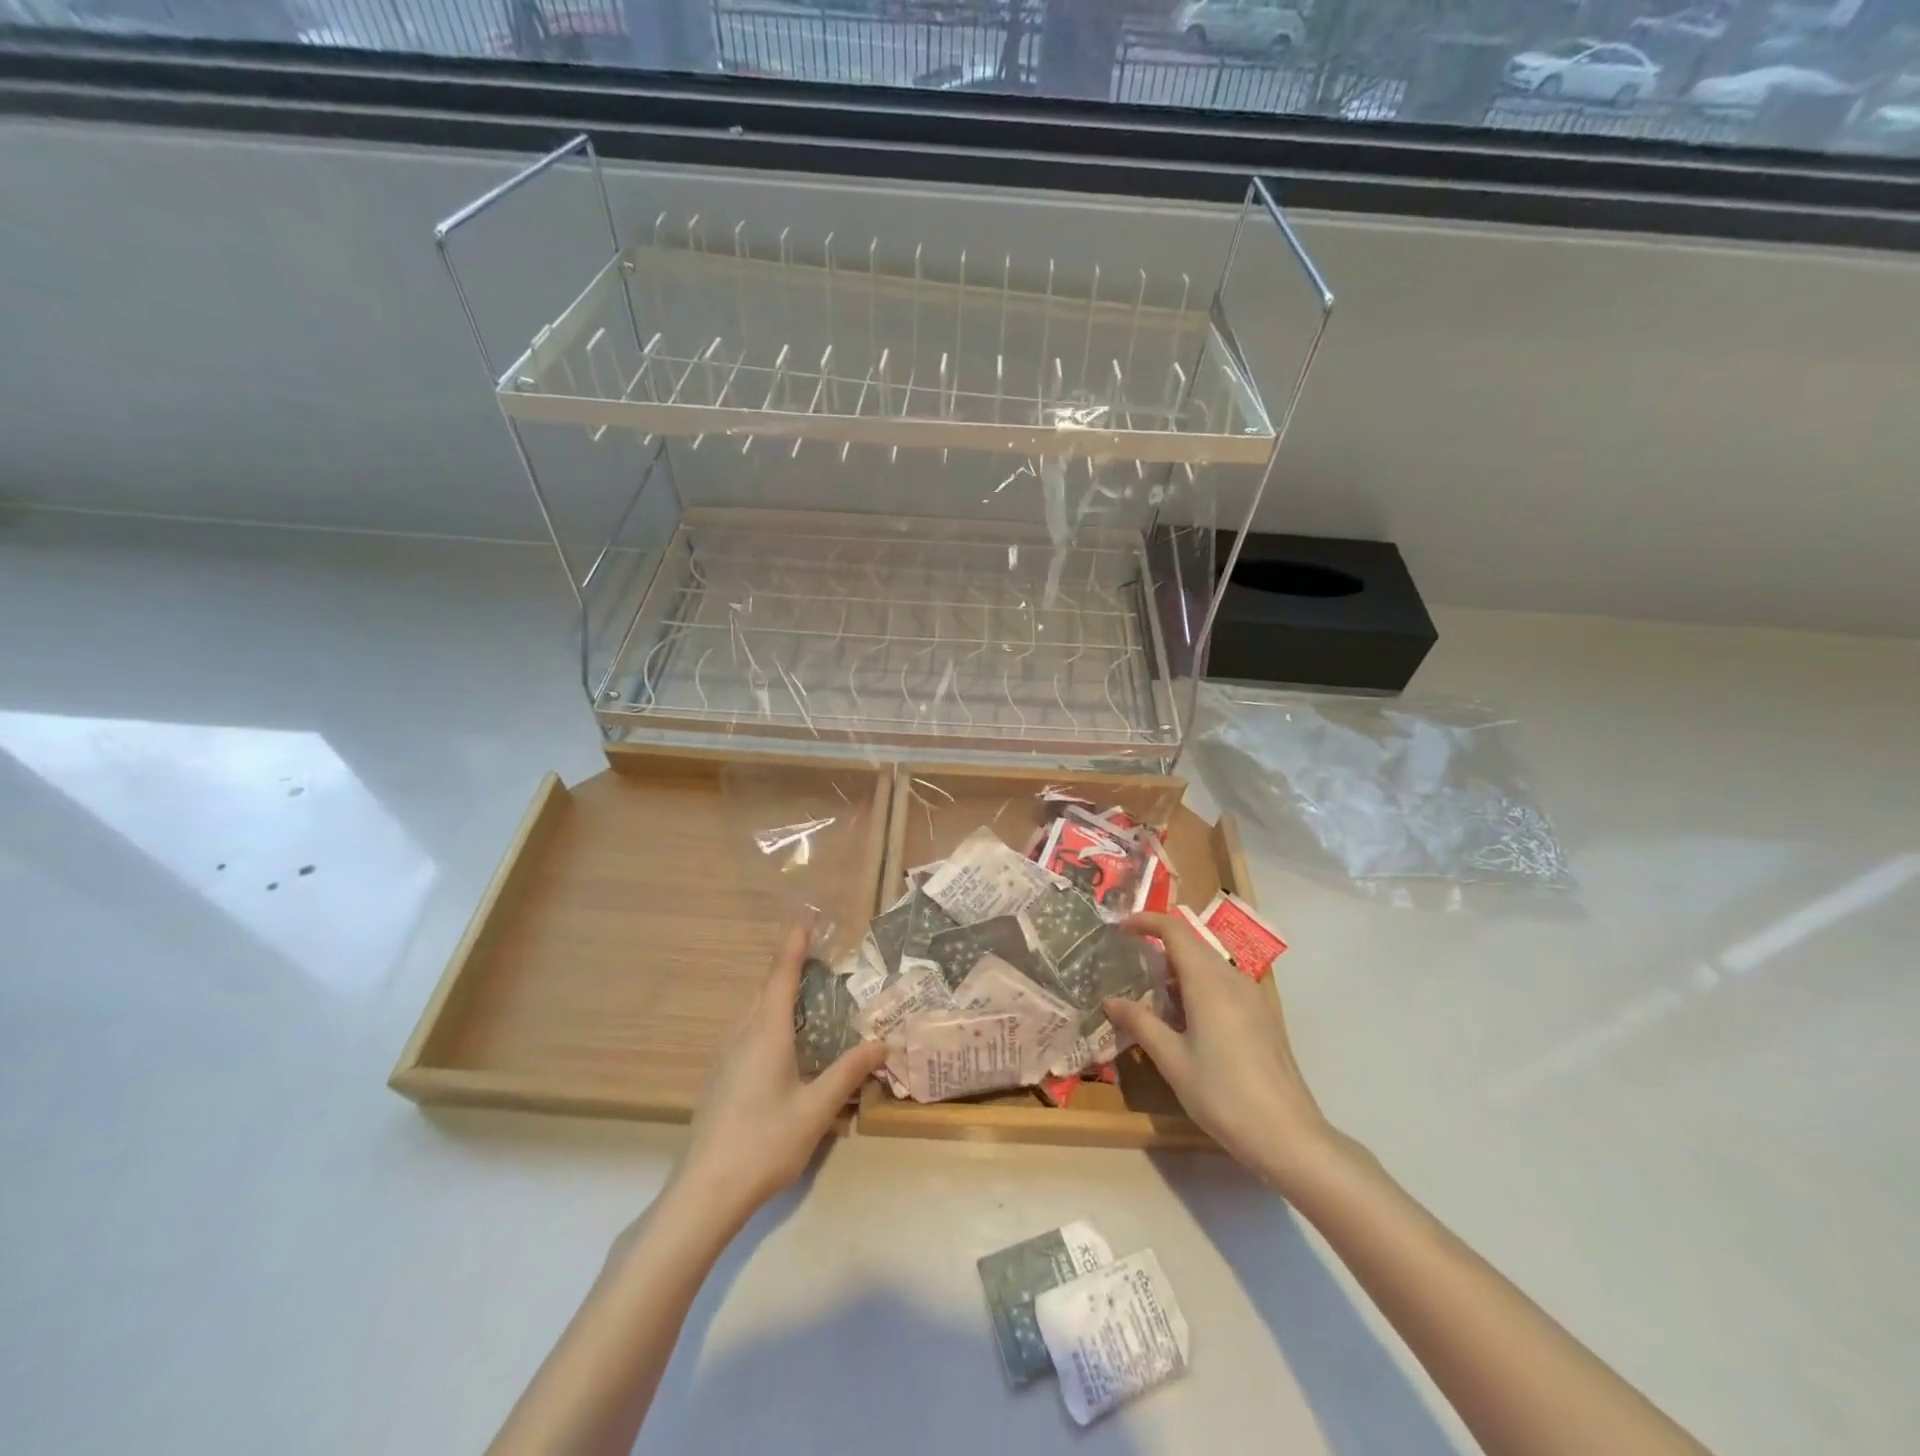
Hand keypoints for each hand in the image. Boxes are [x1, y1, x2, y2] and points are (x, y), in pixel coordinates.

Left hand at [672, 923, 887, 1227]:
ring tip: (807, 997)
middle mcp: (743, 1034)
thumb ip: (848, 1072)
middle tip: (820, 958)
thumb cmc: (764, 1143)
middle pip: (766, 989)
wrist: (704, 1192)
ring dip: (778, 995)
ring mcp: (725, 1056)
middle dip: (790, 967)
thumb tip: (881, 1042)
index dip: (795, 945)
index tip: (806, 919)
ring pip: (754, 1011)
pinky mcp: (719, 1077)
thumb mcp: (816, 1109)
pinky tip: (784, 1044)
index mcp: (766, 1032)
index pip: (782, 974)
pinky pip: (747, 1031)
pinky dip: (768, 1019)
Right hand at [1105, 911, 1334, 1190]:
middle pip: (1192, 945)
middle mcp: (1232, 979)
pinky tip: (1186, 1020)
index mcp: (1208, 982)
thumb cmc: (1222, 1095)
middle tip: (1129, 967)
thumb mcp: (1172, 1060)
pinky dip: (1198, 987)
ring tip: (1152, 996)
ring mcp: (1252, 997)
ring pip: (1209, 966)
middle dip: (1159, 947)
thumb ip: (1140, 1023)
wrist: (1288, 1136)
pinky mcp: (1262, 1017)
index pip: (1174, 930)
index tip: (1121, 929)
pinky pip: (1224, 985)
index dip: (1146, 921)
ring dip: (1179, 971)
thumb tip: (1110, 1001)